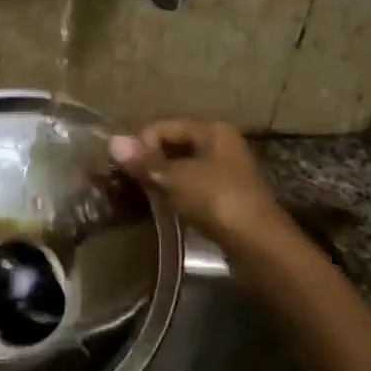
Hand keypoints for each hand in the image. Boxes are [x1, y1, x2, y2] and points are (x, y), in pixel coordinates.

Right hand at [109, 118, 285, 250]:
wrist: (258, 244)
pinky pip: (190, 184)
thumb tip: (112, 141)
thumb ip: (144, 161)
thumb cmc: (217, 201)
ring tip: (142, 194)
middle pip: (172, 143)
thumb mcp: (175, 178)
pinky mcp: (223, 194)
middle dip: (148, 160)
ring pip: (180, 165)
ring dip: (159, 178)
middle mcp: (219, 142)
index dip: (140, 145)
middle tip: (128, 182)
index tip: (125, 170)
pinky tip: (162, 205)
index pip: (161, 126)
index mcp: (211, 129)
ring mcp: (224, 169)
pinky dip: (174, 191)